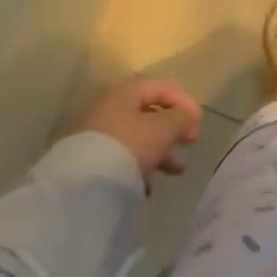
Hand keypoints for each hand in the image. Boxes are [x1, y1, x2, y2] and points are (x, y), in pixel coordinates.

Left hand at [70, 78, 201, 181]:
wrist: (79, 188)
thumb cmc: (127, 147)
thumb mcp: (162, 129)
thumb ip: (180, 118)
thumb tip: (188, 116)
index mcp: (123, 93)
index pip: (160, 87)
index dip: (184, 101)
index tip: (198, 122)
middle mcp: (106, 109)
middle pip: (148, 114)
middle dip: (173, 130)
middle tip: (190, 143)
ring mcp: (93, 136)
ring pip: (135, 138)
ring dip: (160, 151)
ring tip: (176, 171)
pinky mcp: (85, 162)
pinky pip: (120, 158)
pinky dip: (138, 167)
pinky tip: (147, 186)